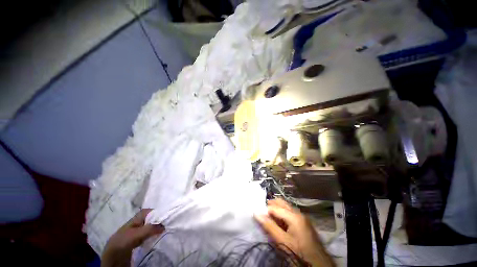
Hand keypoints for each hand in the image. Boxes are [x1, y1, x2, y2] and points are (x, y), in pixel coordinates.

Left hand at [101, 209, 163, 266]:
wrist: (112, 256)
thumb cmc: (123, 240)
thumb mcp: (137, 234)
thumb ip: (151, 228)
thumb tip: (165, 225)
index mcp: (136, 217)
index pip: (149, 211)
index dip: (158, 212)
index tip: (166, 216)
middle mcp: (137, 222)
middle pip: (150, 218)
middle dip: (158, 220)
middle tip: (167, 224)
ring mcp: (136, 231)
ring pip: (149, 226)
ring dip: (156, 228)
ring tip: (164, 230)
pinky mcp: (137, 239)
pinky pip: (148, 234)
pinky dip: (153, 235)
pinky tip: (156, 237)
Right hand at [254, 199, 333, 266]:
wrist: (318, 264)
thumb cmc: (299, 253)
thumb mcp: (282, 241)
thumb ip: (269, 226)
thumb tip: (256, 214)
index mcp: (293, 216)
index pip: (275, 208)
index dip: (265, 210)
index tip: (258, 215)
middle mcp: (298, 213)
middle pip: (281, 203)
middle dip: (271, 206)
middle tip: (263, 213)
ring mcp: (302, 217)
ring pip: (286, 207)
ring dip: (277, 209)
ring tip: (269, 217)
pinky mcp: (303, 222)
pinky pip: (290, 213)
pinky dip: (283, 214)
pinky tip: (279, 222)